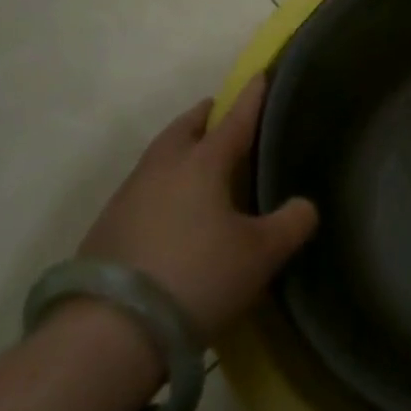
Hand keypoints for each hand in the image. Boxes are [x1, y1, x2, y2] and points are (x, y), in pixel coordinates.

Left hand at [77, 75, 317, 340]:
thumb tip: (305, 205)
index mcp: (203, 162)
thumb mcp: (260, 255)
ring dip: (180, 149)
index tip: (261, 74)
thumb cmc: (196, 279)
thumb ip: (291, 224)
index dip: (252, 97)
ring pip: (160, 156)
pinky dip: (162, 184)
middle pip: (185, 127)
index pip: (235, 118)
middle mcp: (163, 168)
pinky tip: (170, 210)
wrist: (106, 336)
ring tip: (198, 162)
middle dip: (205, 116)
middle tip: (221, 116)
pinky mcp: (105, 228)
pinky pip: (143, 188)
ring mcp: (128, 195)